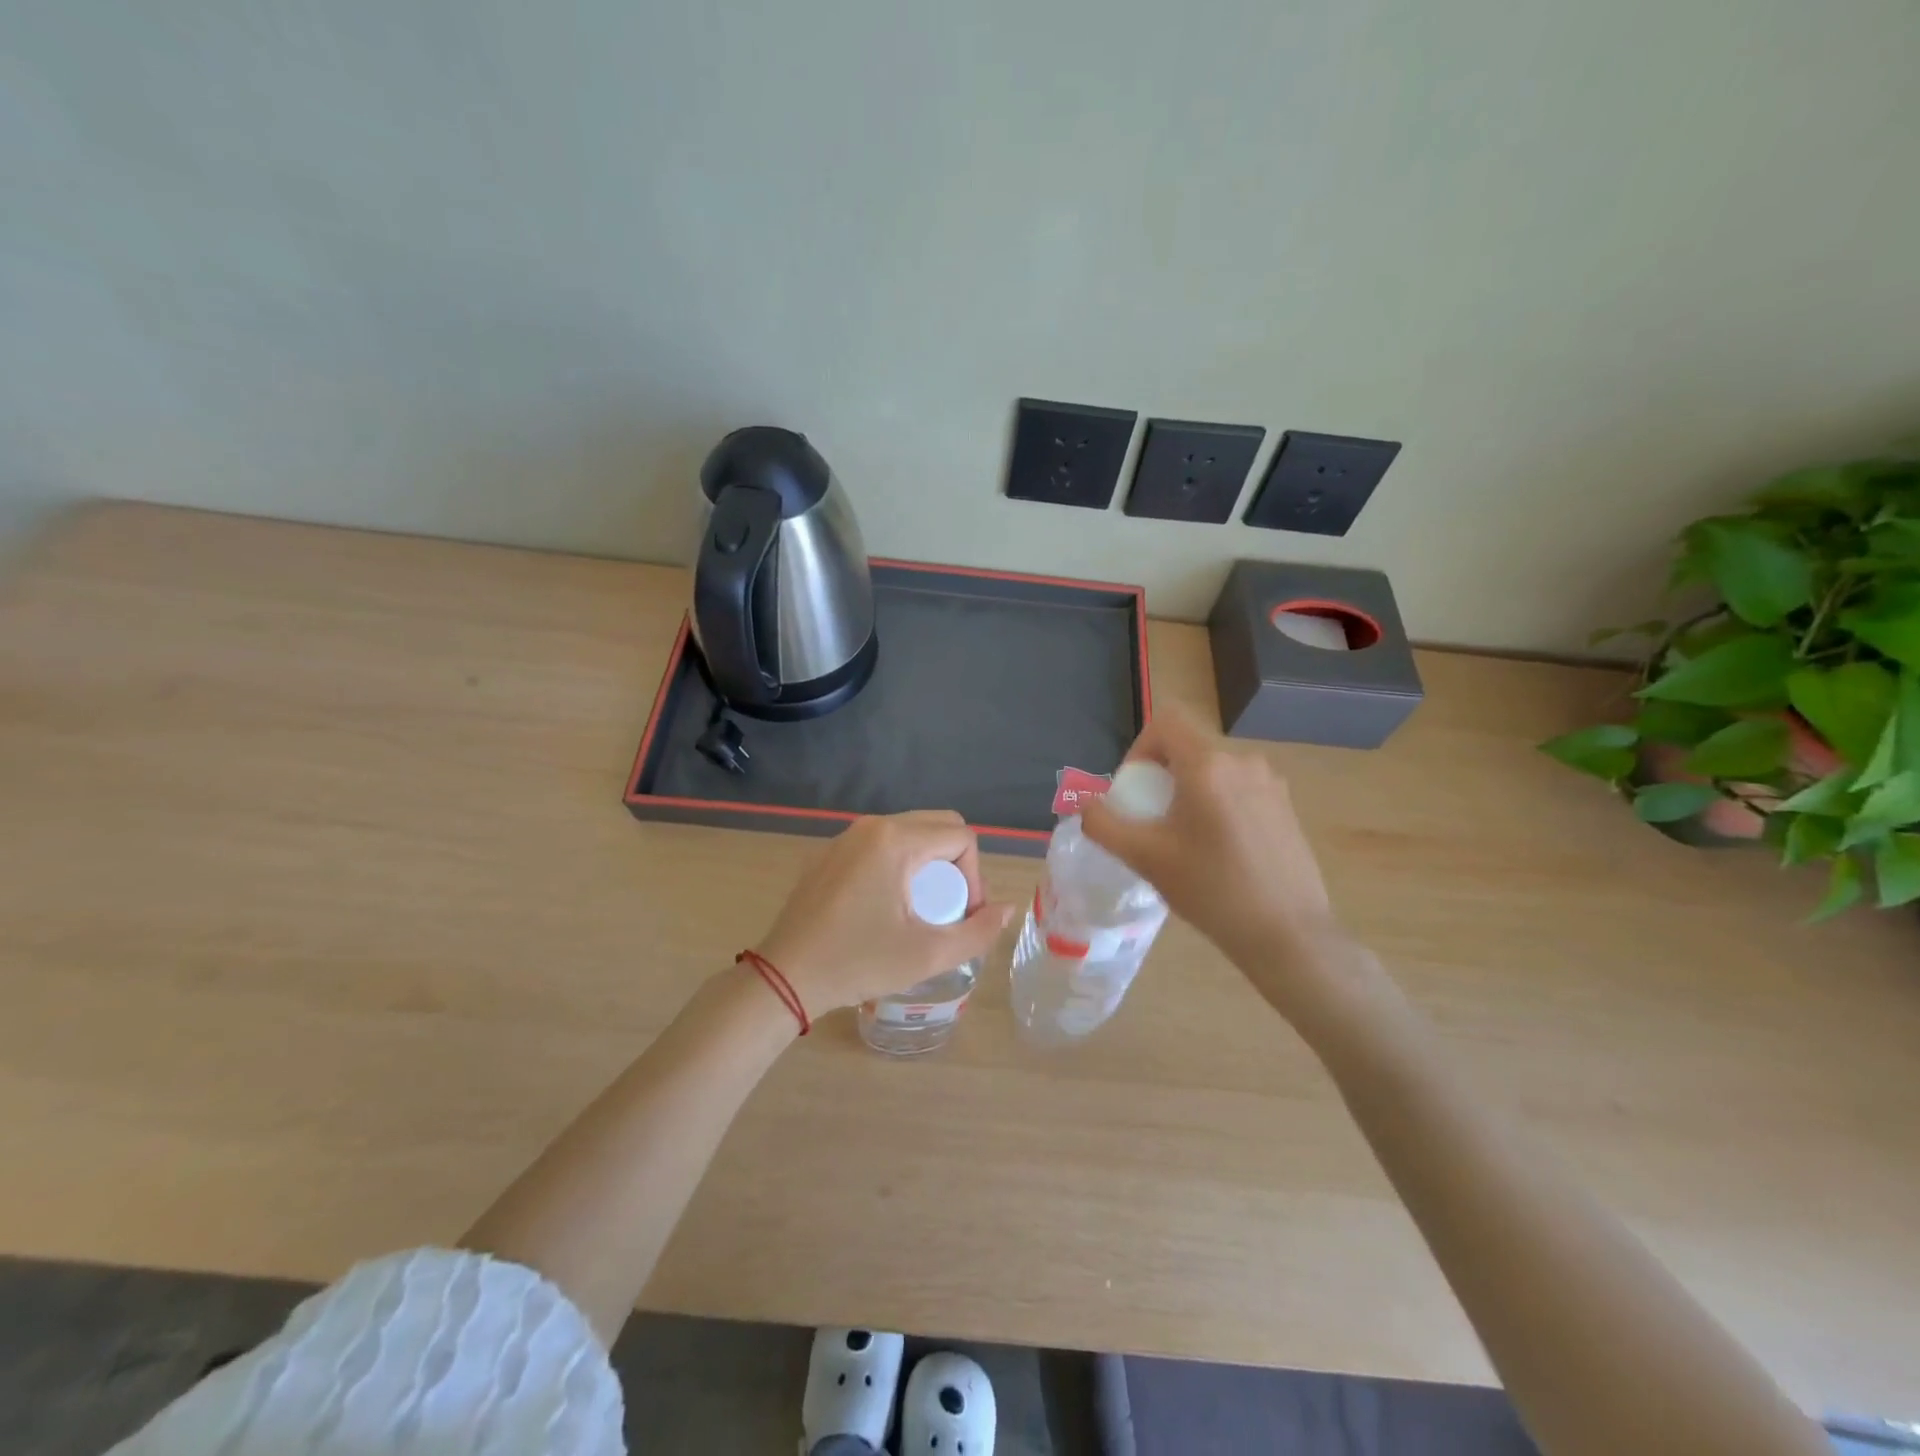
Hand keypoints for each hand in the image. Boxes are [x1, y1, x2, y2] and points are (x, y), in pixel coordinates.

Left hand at [752, 811, 1014, 1016]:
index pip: (961, 837)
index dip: (975, 876)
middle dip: (957, 865)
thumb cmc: (857, 963)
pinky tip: (890, 906)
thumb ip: (978, 931)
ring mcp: (847, 837)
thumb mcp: (927, 955)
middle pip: (938, 825)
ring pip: (910, 832)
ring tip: (924, 909)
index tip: (962, 916)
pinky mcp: (831, 852)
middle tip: (950, 909)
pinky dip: (901, 864)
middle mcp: (872, 826)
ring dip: (930, 864)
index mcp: (895, 840)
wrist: (785, 976)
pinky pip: (882, 844)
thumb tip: (1008, 909)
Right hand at [1081, 705, 1343, 992]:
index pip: (1166, 721)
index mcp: (1208, 765)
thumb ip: (1104, 825)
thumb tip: (1086, 806)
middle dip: (1162, 777)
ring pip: (1213, 771)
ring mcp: (1271, 783)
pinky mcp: (1286, 807)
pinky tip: (1220, 853)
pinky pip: (1238, 789)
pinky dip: (1217, 806)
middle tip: (1153, 824)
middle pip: (1188, 748)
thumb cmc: (1211, 890)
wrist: (1288, 934)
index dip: (1140, 747)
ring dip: (1190, 793)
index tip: (1135, 791)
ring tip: (1185, 842)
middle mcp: (1243, 762)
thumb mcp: (1145, 858)